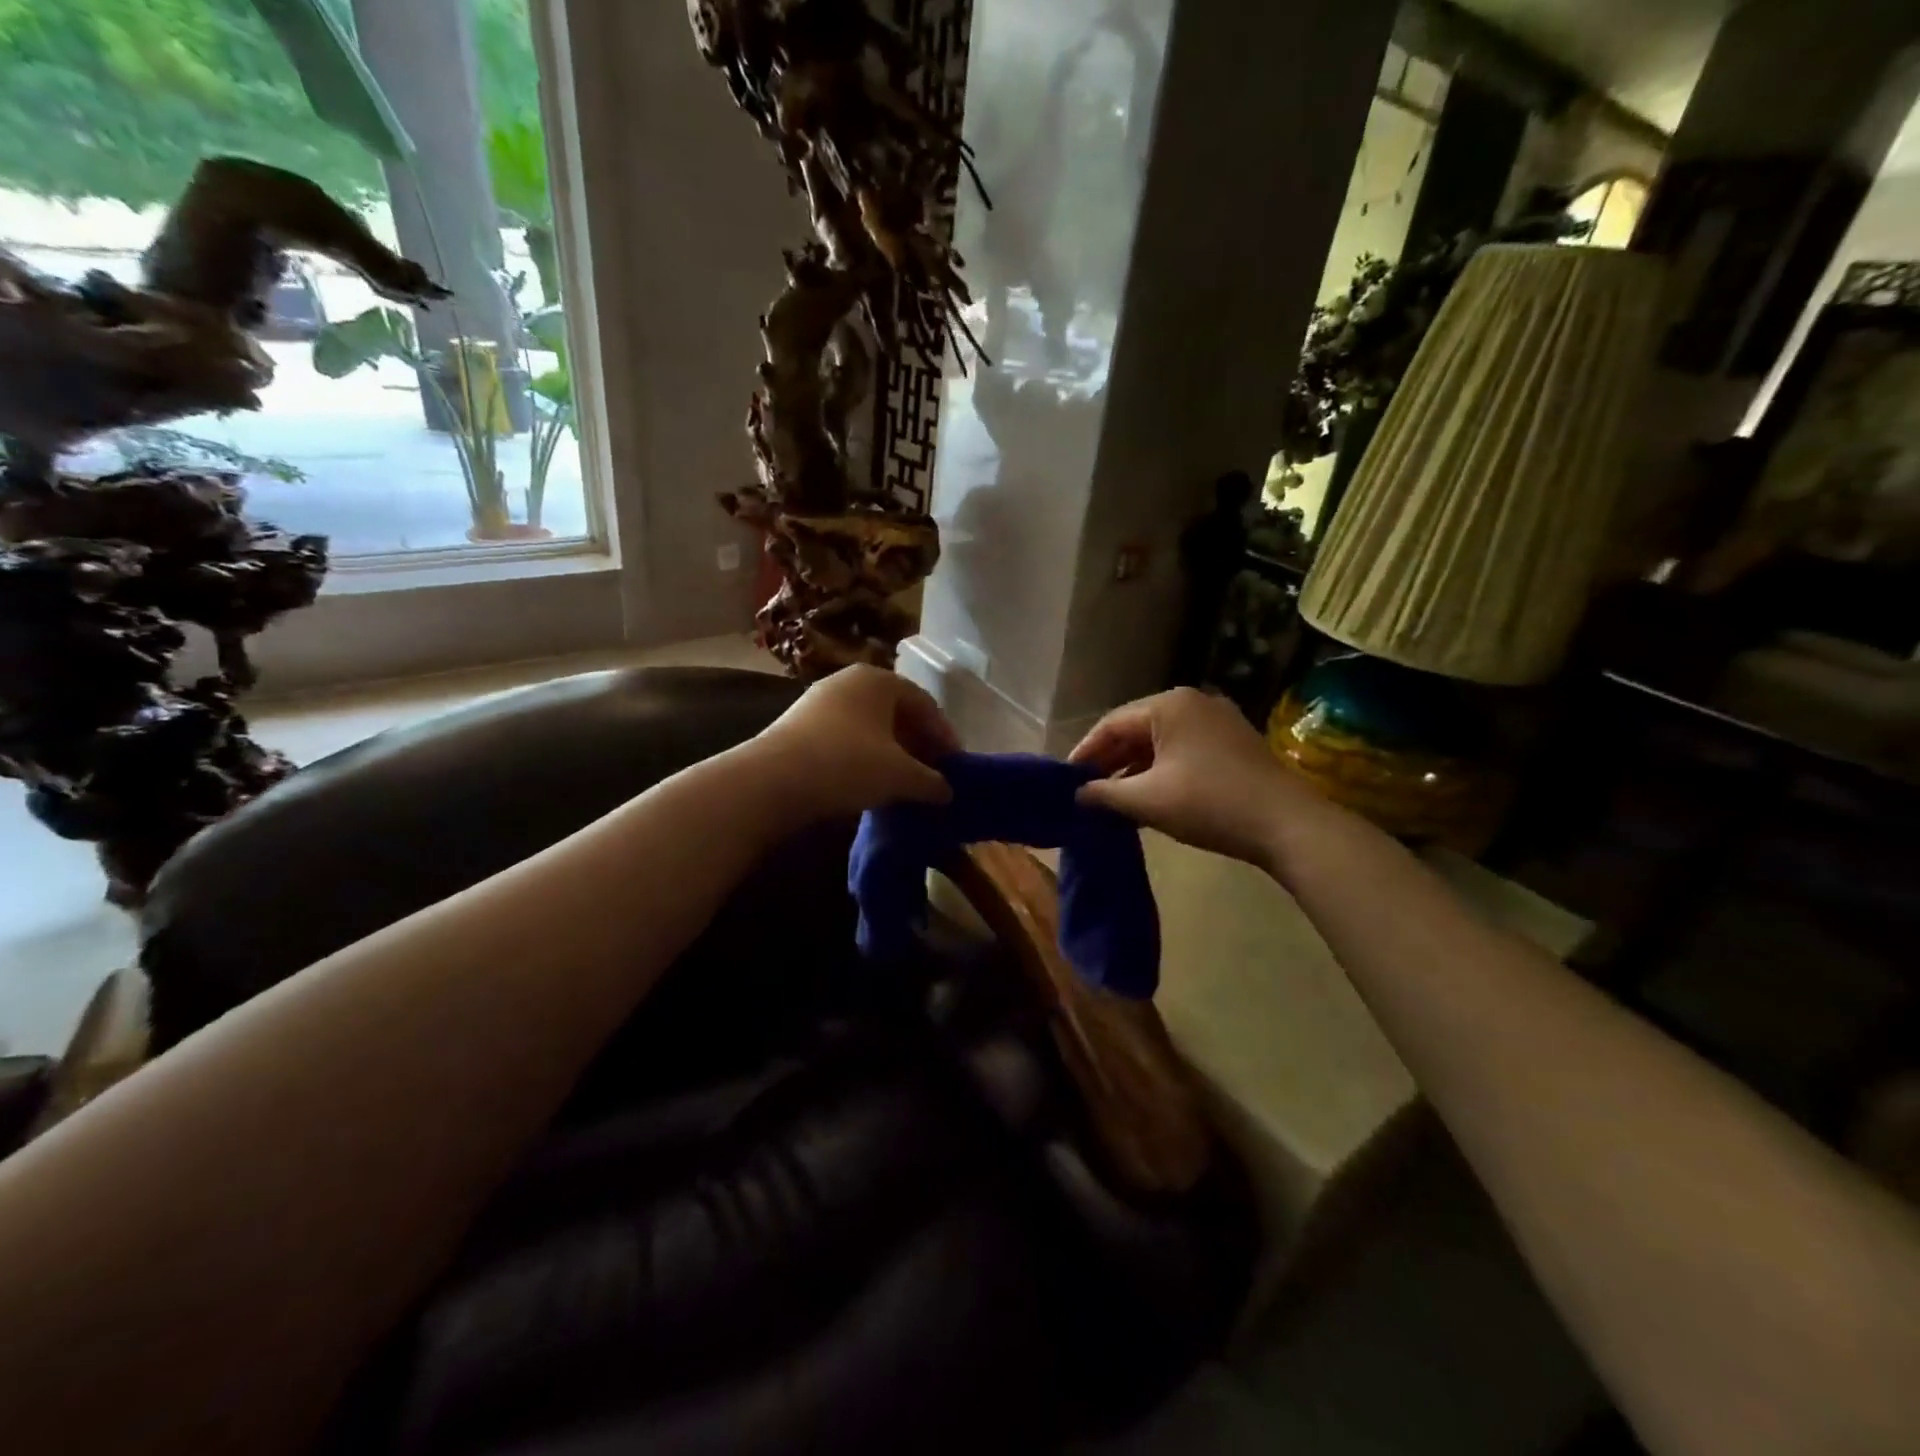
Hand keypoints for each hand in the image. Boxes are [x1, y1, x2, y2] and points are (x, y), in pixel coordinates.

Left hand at [754, 665, 958, 820]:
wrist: (771, 781)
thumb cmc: (847, 764)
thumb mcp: (900, 776)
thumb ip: (931, 781)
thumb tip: (947, 791)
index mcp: (879, 680)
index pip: (925, 704)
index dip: (944, 736)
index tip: (955, 766)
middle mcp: (849, 682)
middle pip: (896, 713)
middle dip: (918, 744)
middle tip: (932, 775)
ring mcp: (820, 702)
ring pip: (870, 727)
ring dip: (891, 753)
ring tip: (903, 783)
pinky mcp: (799, 727)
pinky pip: (846, 738)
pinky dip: (865, 758)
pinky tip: (869, 784)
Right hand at [1069, 688, 1331, 869]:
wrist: (1287, 824)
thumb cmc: (1209, 804)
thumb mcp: (1148, 801)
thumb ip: (1105, 794)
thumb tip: (1077, 794)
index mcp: (1168, 705)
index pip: (1111, 724)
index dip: (1085, 752)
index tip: (1066, 779)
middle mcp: (1192, 702)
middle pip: (1136, 729)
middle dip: (1109, 760)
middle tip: (1086, 789)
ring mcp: (1217, 720)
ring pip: (1160, 741)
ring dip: (1134, 768)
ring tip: (1112, 796)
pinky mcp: (1233, 741)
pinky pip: (1183, 749)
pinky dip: (1160, 769)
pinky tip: (1149, 795)